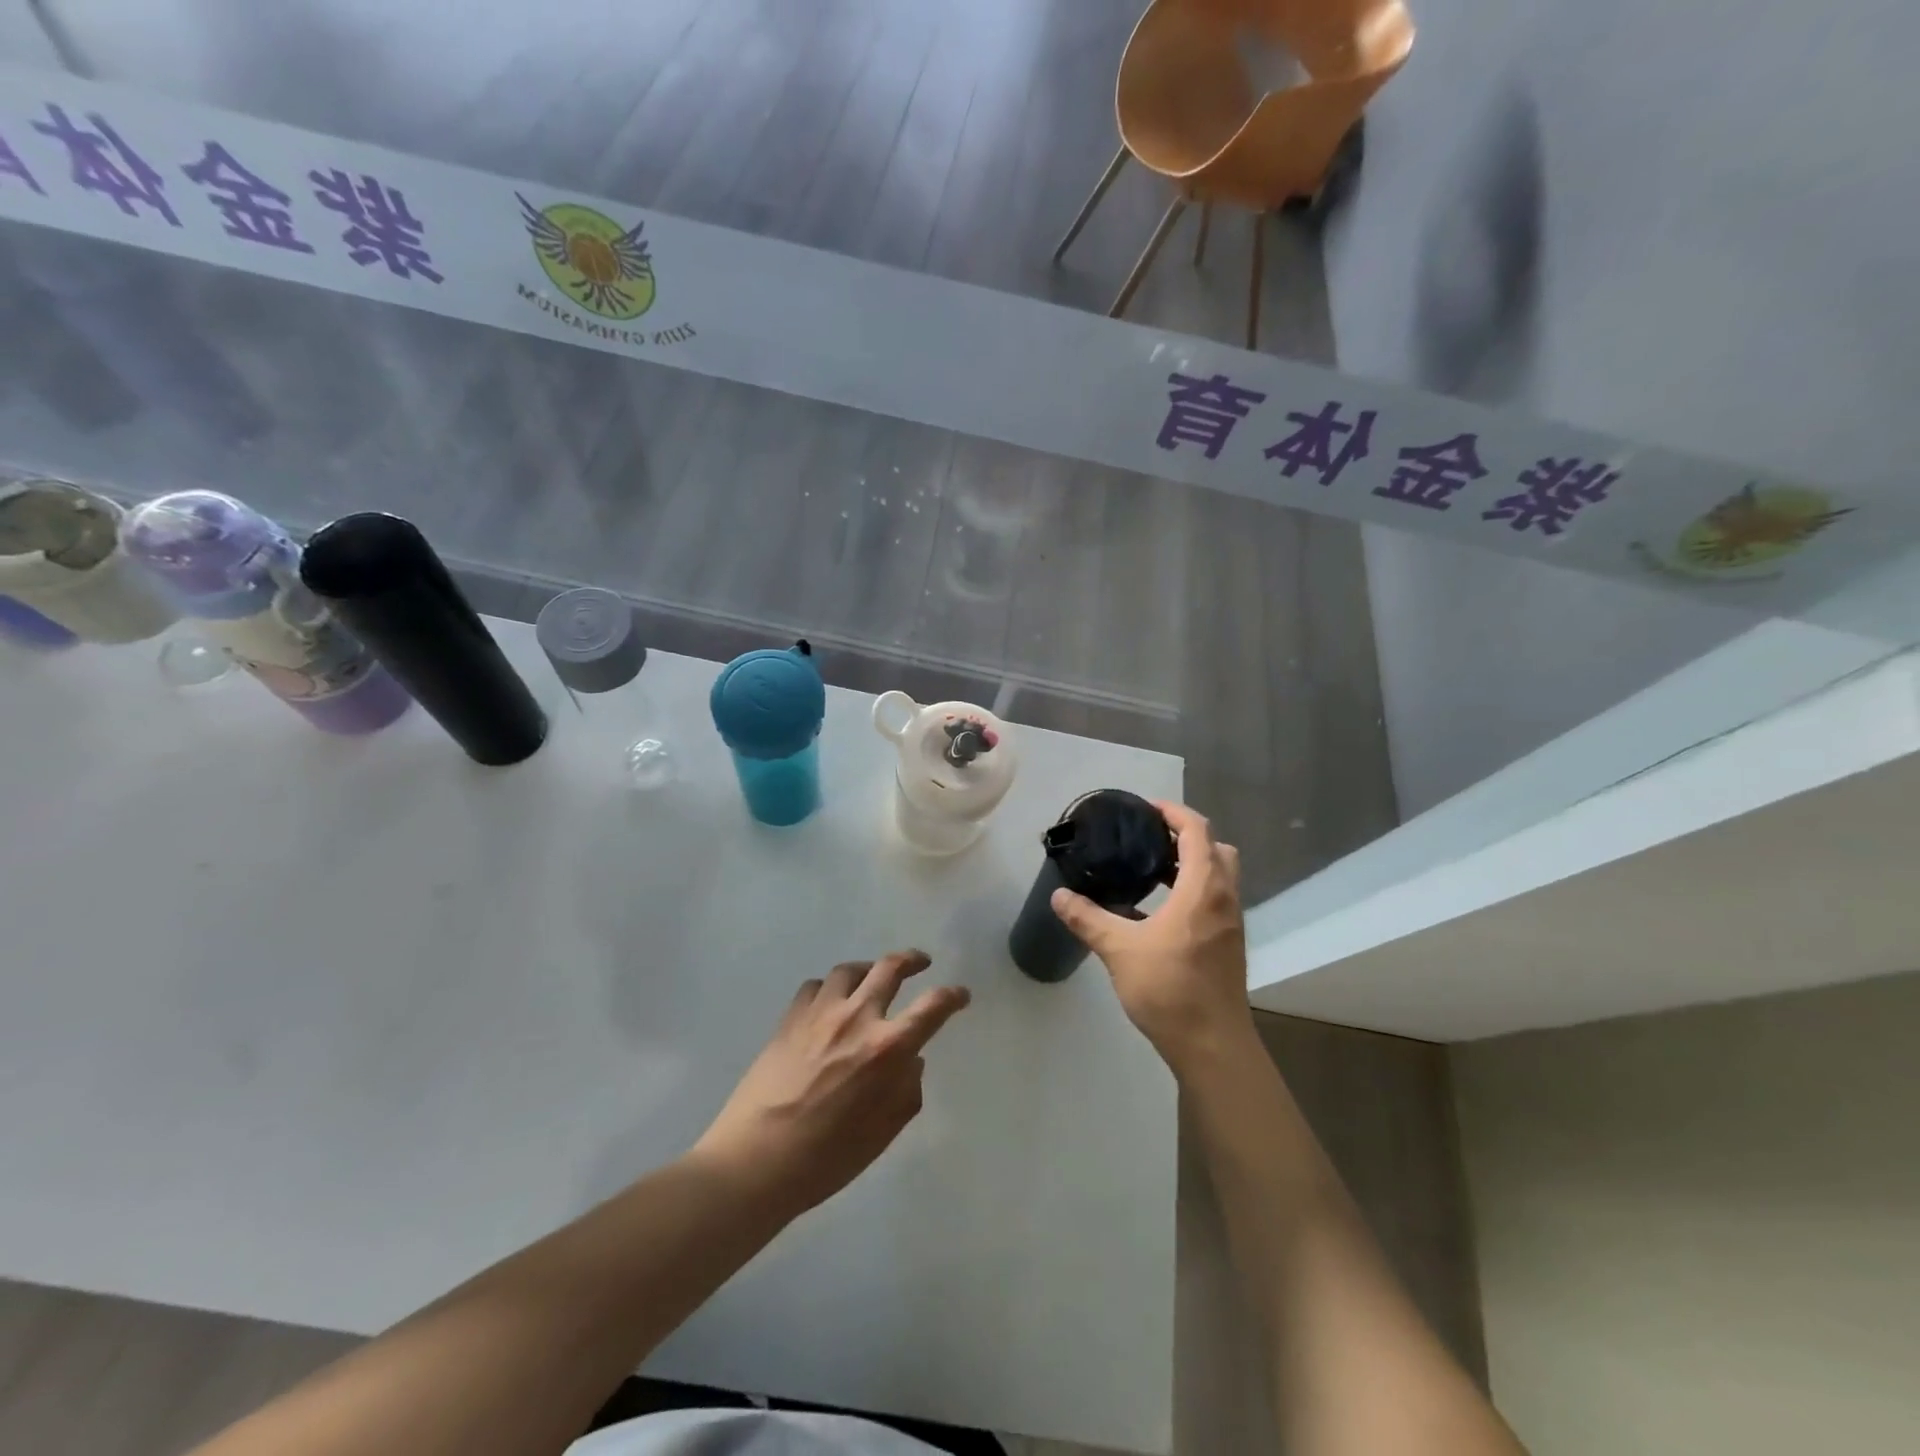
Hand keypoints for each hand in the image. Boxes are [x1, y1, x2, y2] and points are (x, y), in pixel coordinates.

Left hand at [693, 951, 970, 1216]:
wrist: (756, 1159)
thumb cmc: (827, 1157)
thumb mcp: (882, 1134)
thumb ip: (906, 1092)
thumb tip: (912, 1062)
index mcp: (887, 1048)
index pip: (932, 1008)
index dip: (952, 997)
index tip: (961, 995)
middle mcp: (857, 1018)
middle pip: (890, 968)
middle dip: (911, 960)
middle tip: (920, 962)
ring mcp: (820, 1013)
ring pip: (850, 970)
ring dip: (868, 969)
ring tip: (871, 976)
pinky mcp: (790, 1018)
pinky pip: (815, 987)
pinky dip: (829, 989)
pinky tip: (829, 1002)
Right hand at [1050, 802, 1251, 1071]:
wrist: (1212, 1045)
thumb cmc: (1170, 988)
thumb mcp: (1119, 949)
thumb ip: (1088, 919)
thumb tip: (1058, 896)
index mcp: (1203, 888)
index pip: (1197, 830)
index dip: (1172, 812)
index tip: (1143, 809)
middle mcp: (1224, 897)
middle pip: (1215, 847)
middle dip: (1185, 835)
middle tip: (1148, 838)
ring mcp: (1230, 922)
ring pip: (1219, 875)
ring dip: (1191, 863)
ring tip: (1150, 869)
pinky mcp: (1228, 943)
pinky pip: (1215, 898)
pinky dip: (1193, 888)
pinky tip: (1160, 909)